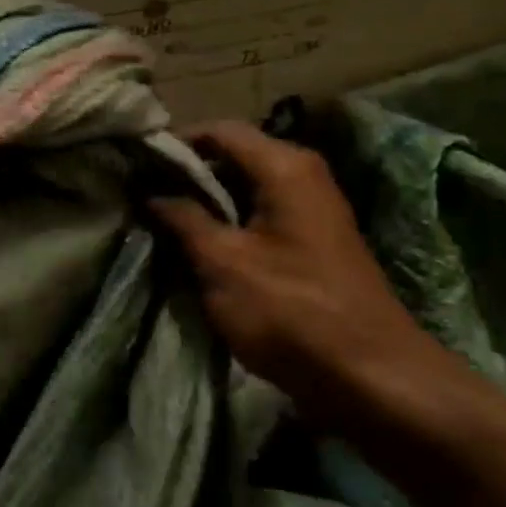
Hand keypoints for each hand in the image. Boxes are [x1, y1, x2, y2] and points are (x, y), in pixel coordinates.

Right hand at [151, 120, 463, 427]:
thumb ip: (184, 220)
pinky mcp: (311, 243)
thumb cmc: (291, 311)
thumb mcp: (223, 262)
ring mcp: (311, 210)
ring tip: (159, 221)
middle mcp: (303, 176)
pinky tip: (196, 247)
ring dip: (204, 203)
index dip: (175, 143)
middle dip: (187, 175)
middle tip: (141, 195)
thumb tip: (152, 192)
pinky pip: (259, 216)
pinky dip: (227, 224)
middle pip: (234, 157)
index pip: (220, 131)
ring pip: (245, 190)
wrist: (370, 375)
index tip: (136, 164)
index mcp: (285, 168)